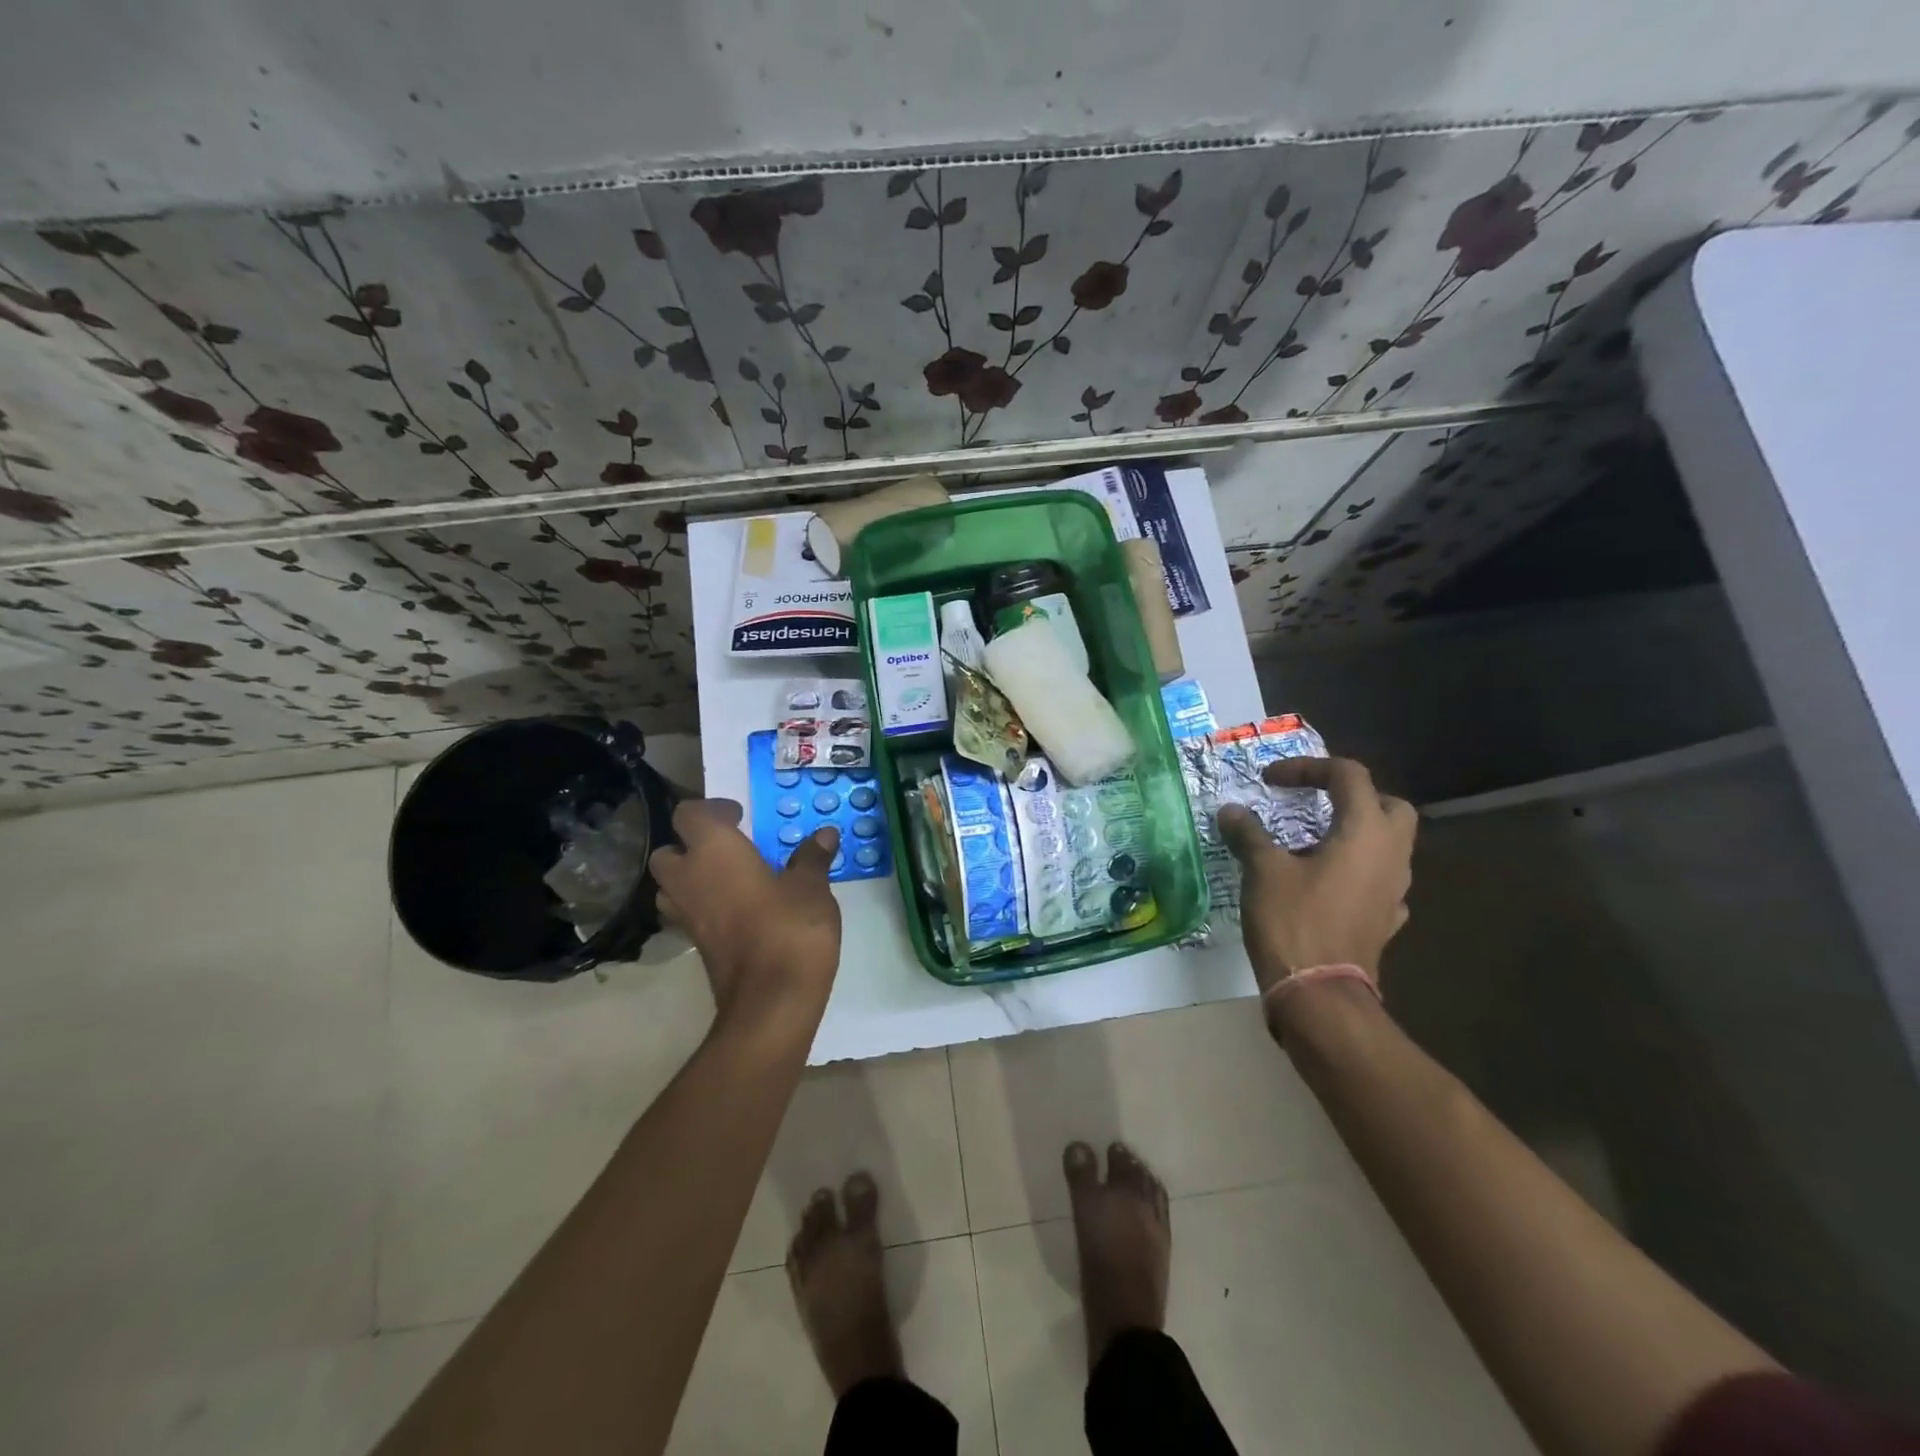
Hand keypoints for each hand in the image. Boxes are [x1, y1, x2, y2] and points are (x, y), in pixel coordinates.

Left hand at [648, 799, 841, 1035]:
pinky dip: (702, 906)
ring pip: (669, 886)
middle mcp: (689, 879)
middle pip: (668, 851)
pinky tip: (736, 910)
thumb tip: (825, 835)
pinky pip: (686, 914)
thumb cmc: (791, 929)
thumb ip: (812, 857)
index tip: (741, 817)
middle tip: (731, 848)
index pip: (688, 814)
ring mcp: (687, 916)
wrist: (771, 1001)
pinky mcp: (695, 945)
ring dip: (691, 877)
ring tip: (729, 878)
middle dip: (692, 845)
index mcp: (714, 851)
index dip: (711, 810)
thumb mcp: (811, 887)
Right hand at [1217, 757, 1416, 995]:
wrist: (1320, 994)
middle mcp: (1391, 855)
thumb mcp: (1262, 870)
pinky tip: (1328, 882)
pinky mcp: (1386, 919)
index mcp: (1365, 832)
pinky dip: (1356, 870)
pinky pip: (1379, 880)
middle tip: (1313, 803)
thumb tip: (1231, 811)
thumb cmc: (1294, 921)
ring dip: (1355, 832)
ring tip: (1311, 841)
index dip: (1308, 768)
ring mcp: (1394, 890)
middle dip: (1352, 796)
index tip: (1270, 781)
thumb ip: (1248, 834)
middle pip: (1388, 805)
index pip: (1348, 776)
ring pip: (1389, 843)